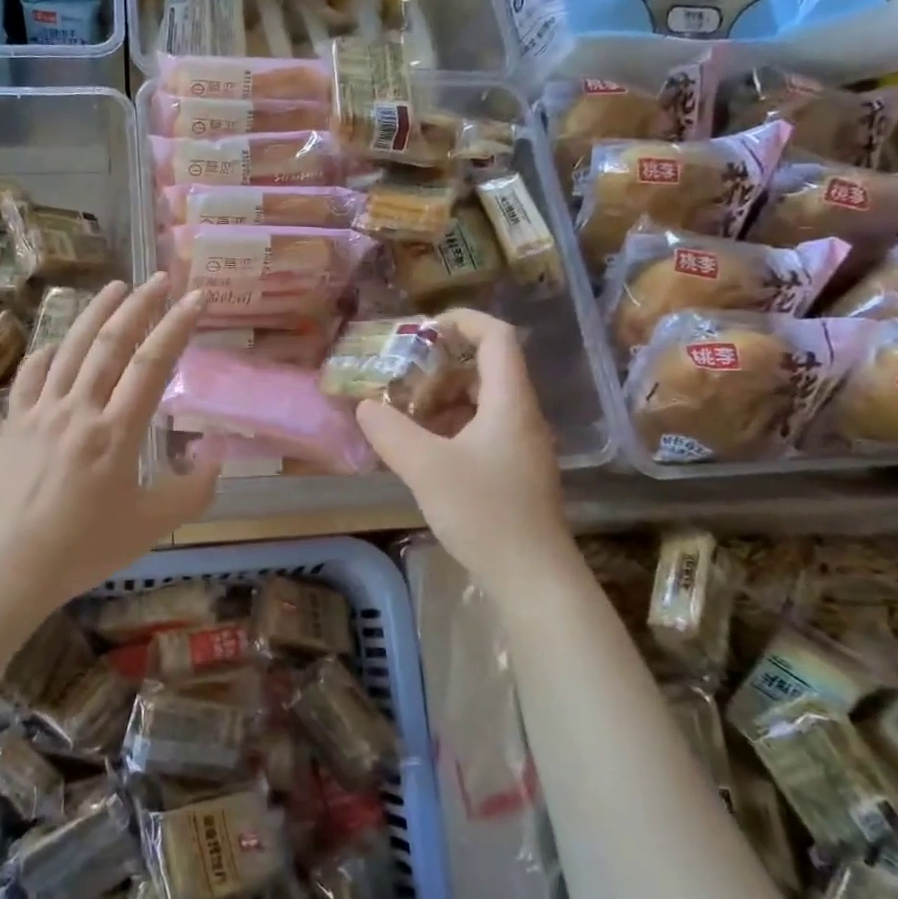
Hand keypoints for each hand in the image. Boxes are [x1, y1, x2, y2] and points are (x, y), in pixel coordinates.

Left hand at [0, 274, 220, 610]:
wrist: (10, 566)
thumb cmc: (85, 548)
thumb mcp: (151, 527)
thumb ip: (191, 492)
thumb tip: (215, 458)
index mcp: (116, 433)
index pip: (152, 364)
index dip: (177, 326)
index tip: (196, 297)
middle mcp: (79, 410)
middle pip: (111, 343)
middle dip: (139, 305)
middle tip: (160, 279)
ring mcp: (41, 412)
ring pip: (70, 348)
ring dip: (95, 313)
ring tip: (115, 286)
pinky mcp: (14, 422)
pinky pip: (31, 374)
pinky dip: (48, 351)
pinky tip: (58, 342)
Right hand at [355, 309, 571, 596]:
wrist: (533, 577)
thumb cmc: (484, 512)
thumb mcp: (426, 468)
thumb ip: (390, 432)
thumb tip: (365, 406)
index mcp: (510, 402)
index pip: (497, 337)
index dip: (463, 321)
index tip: (422, 328)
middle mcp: (521, 415)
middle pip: (486, 368)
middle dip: (441, 365)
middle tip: (402, 376)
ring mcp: (521, 445)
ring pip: (482, 401)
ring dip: (442, 398)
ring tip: (404, 414)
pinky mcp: (515, 470)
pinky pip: (481, 429)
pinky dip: (450, 426)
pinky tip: (422, 449)